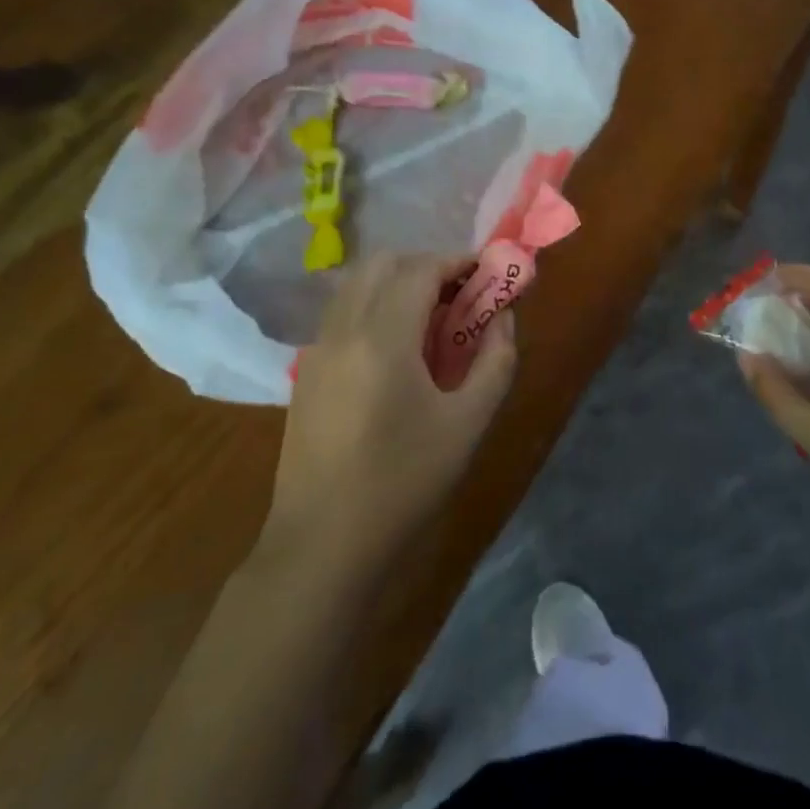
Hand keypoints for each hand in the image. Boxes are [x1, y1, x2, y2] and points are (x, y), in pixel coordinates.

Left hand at [267, 252, 516, 563]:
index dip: (457, 261)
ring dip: (396, 282)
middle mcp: (343, 329)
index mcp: (383, 338)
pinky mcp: (305, 371)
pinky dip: (373, 305)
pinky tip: (396, 348)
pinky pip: (342, 312)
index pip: (421, 269)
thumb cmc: (403, 484)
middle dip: (425, 265)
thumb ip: (495, 360)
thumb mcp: (468, 424)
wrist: (322, 547)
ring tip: (430, 318)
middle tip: (458, 294)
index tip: (485, 271)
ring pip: (357, 284)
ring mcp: (317, 349)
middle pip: (383, 263)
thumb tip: (504, 316)